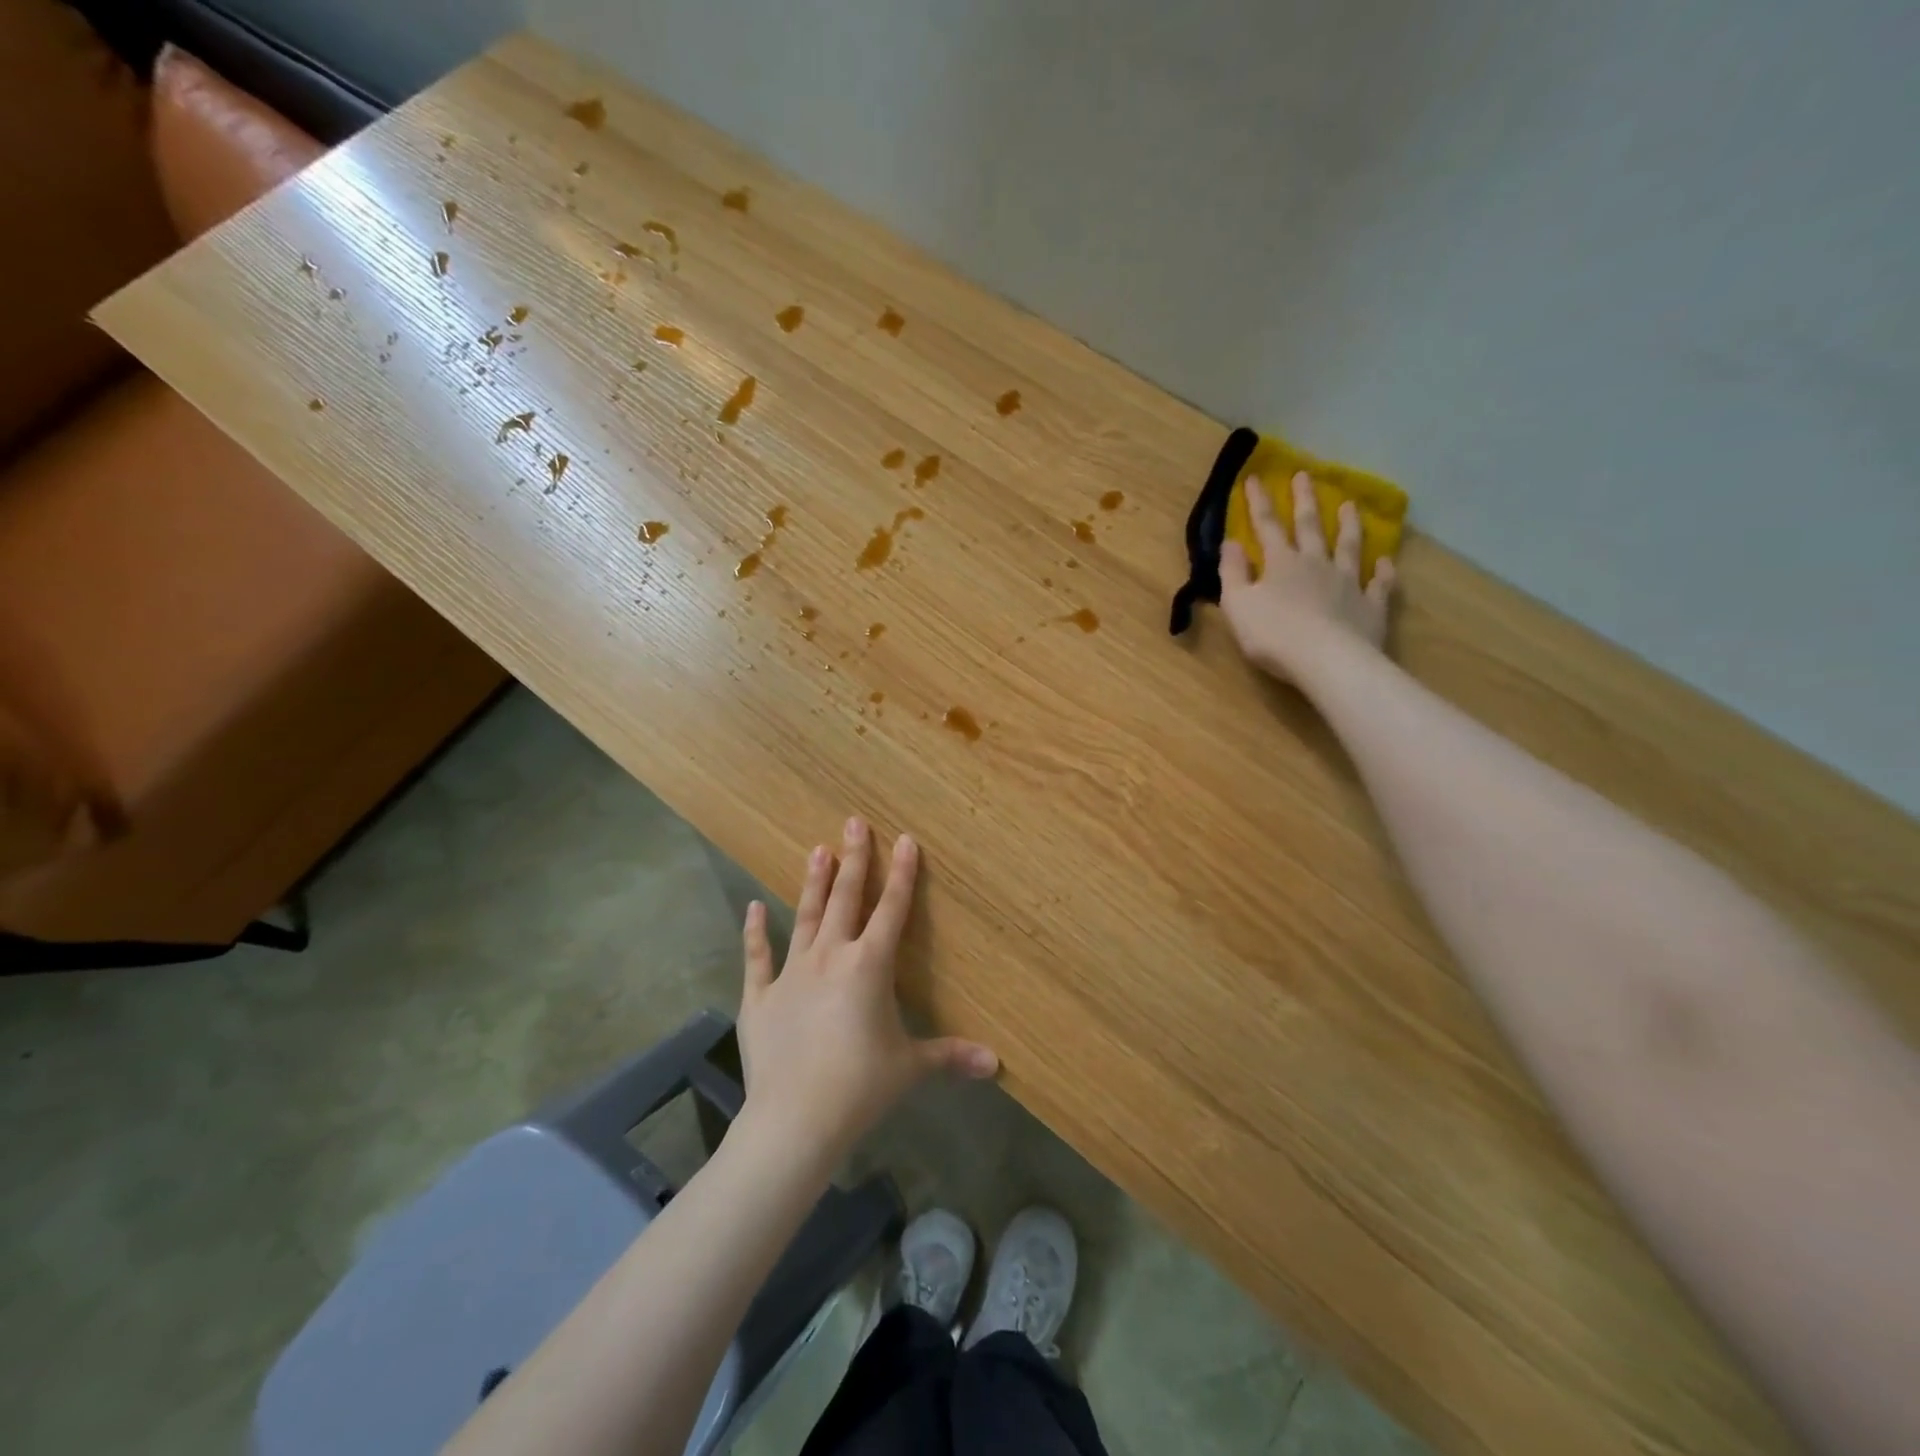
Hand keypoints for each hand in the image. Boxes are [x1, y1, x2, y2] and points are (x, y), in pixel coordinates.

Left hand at [734, 817, 997, 1169]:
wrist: (795, 1119)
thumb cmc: (860, 1087)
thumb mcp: (910, 1068)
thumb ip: (951, 1056)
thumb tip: (996, 1064)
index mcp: (870, 966)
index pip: (892, 909)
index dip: (901, 873)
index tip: (904, 838)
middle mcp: (831, 957)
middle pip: (846, 899)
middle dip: (853, 859)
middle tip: (852, 822)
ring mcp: (791, 973)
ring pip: (806, 916)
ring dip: (814, 883)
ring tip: (817, 850)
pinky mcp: (760, 996)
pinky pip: (758, 956)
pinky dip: (755, 931)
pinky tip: (754, 906)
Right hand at [1219, 472, 1396, 681]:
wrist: (1326, 660)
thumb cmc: (1273, 634)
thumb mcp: (1238, 604)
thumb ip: (1232, 572)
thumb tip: (1230, 542)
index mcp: (1281, 563)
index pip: (1267, 526)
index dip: (1258, 502)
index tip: (1255, 478)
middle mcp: (1316, 564)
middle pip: (1311, 527)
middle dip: (1304, 500)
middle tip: (1305, 475)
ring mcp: (1348, 583)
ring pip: (1349, 547)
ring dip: (1349, 525)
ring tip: (1350, 505)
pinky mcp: (1371, 606)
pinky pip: (1380, 584)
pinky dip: (1384, 572)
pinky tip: (1387, 563)